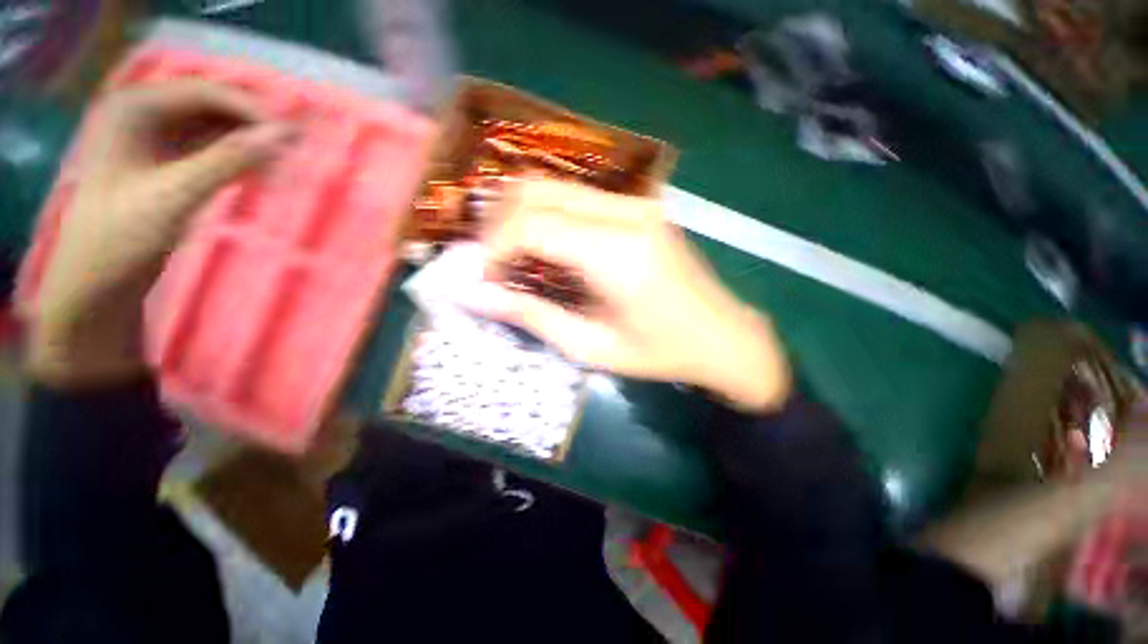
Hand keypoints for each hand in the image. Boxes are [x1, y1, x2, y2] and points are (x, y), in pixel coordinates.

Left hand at [29, 79, 292, 386]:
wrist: (95, 284)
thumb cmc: (122, 238)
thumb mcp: (176, 195)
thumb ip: (229, 161)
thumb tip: (285, 136)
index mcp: (132, 108)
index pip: (204, 92)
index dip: (250, 109)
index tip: (293, 137)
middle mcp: (142, 113)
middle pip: (210, 106)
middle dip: (252, 125)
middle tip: (295, 149)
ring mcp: (153, 138)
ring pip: (213, 127)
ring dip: (248, 142)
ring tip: (284, 162)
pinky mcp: (165, 163)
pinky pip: (209, 149)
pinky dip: (237, 158)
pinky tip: (261, 171)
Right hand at [470, 180, 791, 412]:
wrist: (722, 335)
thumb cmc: (660, 352)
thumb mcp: (591, 347)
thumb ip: (532, 315)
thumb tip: (475, 295)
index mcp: (618, 253)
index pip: (532, 224)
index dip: (494, 248)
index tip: (485, 280)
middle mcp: (627, 212)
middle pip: (537, 191)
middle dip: (499, 225)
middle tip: (492, 265)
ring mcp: (637, 202)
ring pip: (553, 186)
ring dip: (519, 216)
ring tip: (511, 256)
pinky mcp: (640, 205)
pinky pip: (576, 196)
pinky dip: (546, 215)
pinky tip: (544, 247)